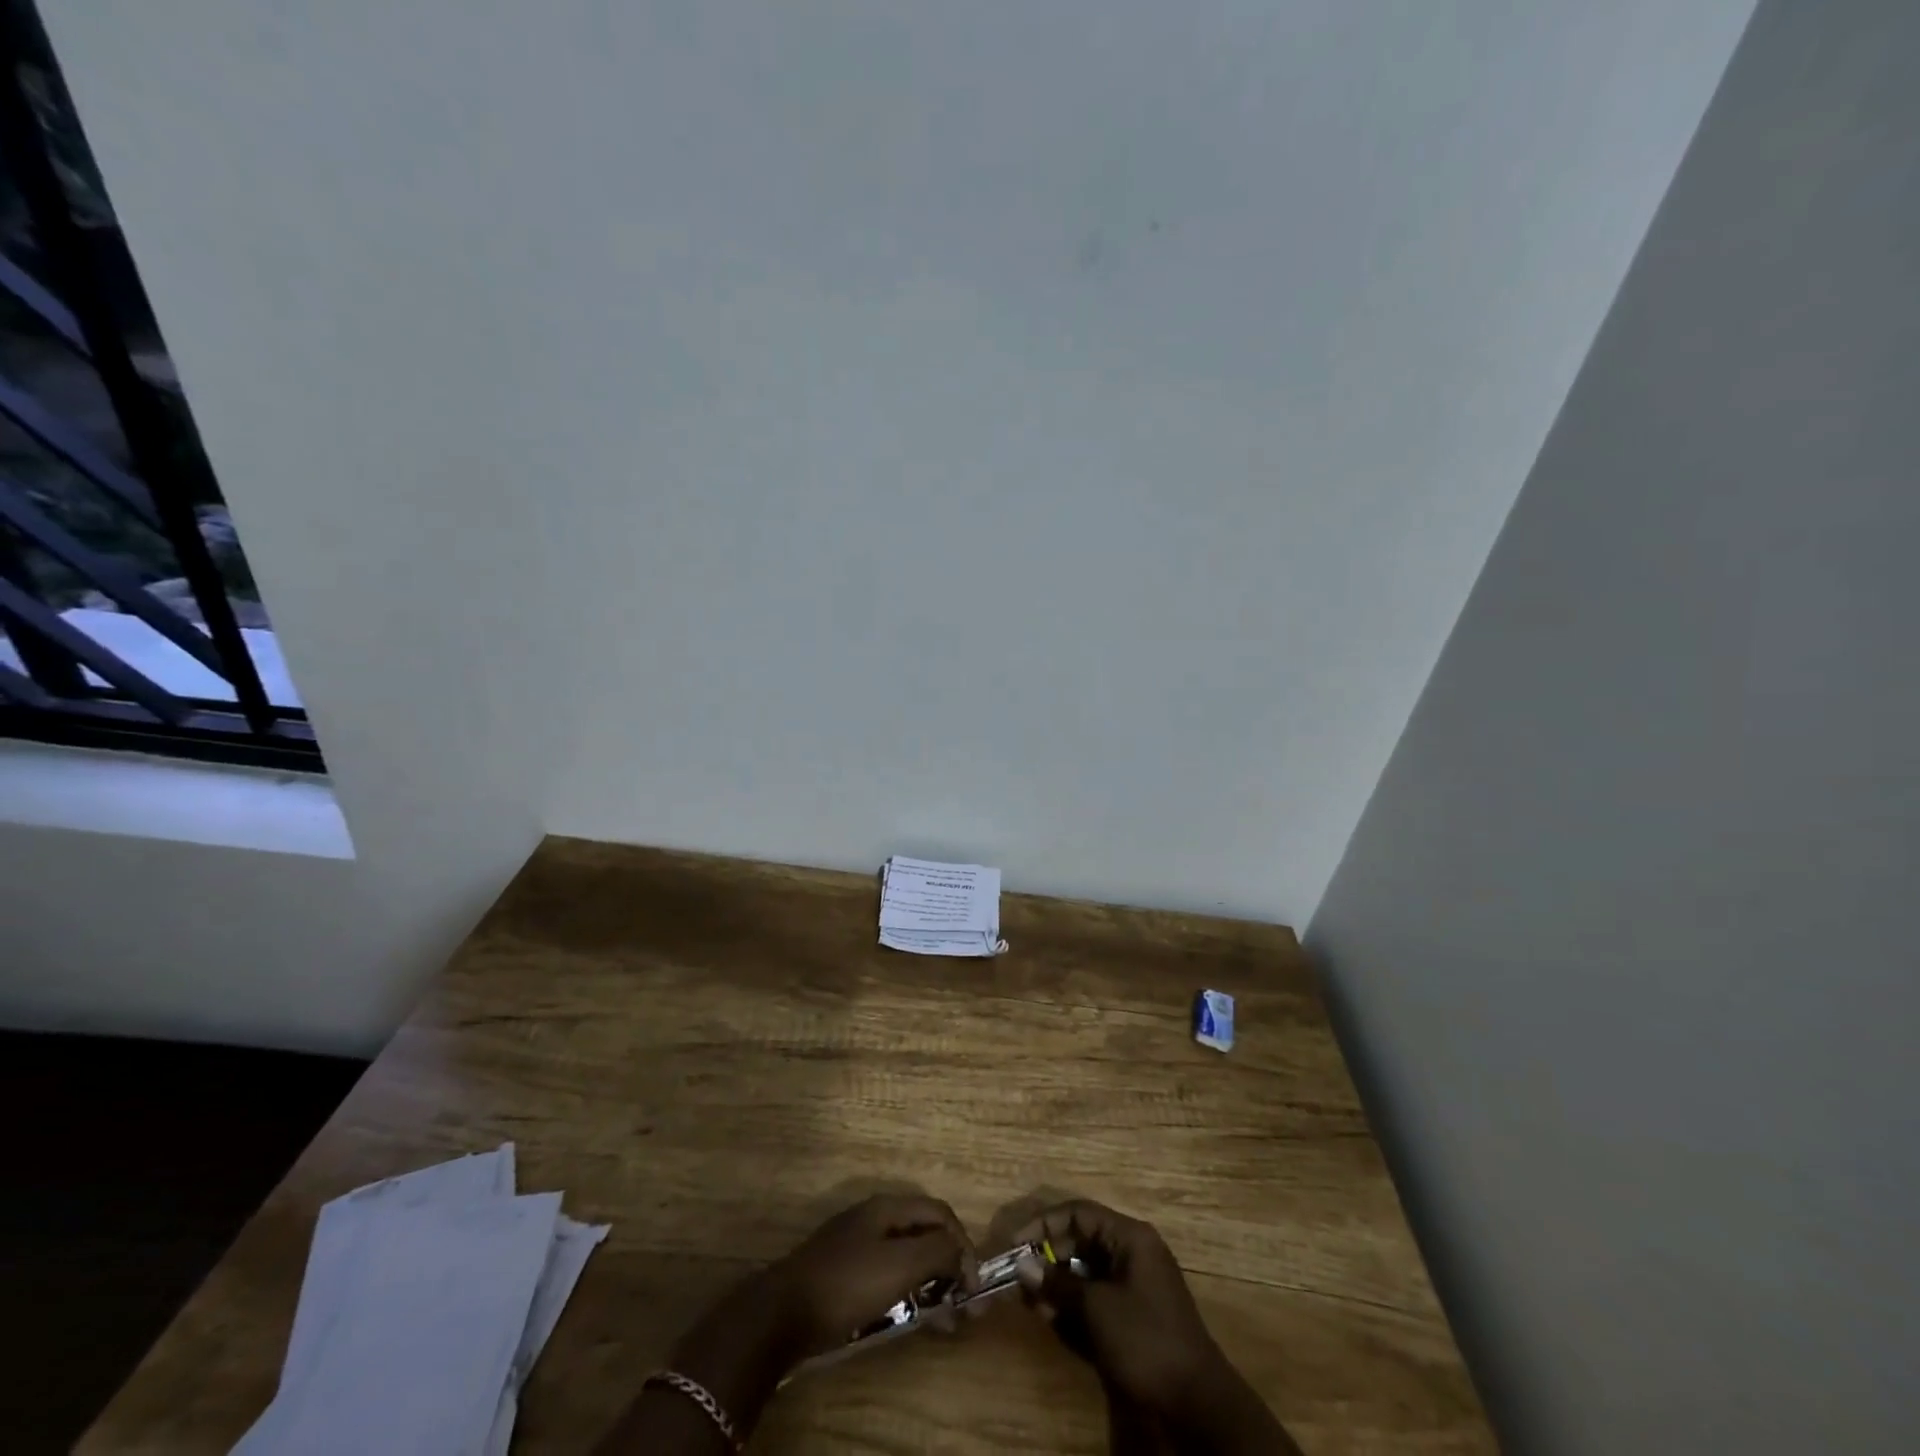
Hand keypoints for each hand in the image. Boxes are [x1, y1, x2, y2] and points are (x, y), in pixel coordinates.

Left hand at [769, 1193, 979, 1356]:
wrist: (782, 1312)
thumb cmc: (847, 1283)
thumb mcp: (900, 1265)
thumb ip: (937, 1251)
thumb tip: (961, 1251)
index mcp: (888, 1206)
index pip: (941, 1213)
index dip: (963, 1244)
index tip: (973, 1286)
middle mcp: (874, 1216)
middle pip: (924, 1231)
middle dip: (949, 1264)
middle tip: (962, 1305)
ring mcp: (856, 1241)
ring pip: (906, 1254)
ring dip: (930, 1281)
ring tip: (941, 1319)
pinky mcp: (843, 1270)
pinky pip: (887, 1272)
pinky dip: (907, 1290)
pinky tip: (907, 1315)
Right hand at [1012, 1199, 1222, 1415]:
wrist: (1195, 1404)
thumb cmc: (1145, 1340)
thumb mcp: (1097, 1308)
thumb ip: (1059, 1283)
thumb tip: (1023, 1265)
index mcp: (1130, 1237)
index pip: (1079, 1213)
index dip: (1044, 1223)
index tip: (1016, 1243)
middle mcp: (1133, 1252)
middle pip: (1082, 1240)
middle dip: (1049, 1256)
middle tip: (1020, 1277)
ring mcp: (1135, 1284)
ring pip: (1087, 1270)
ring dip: (1058, 1283)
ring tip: (1031, 1300)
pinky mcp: (1134, 1314)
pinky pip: (1097, 1296)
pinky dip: (1074, 1303)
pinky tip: (1053, 1318)